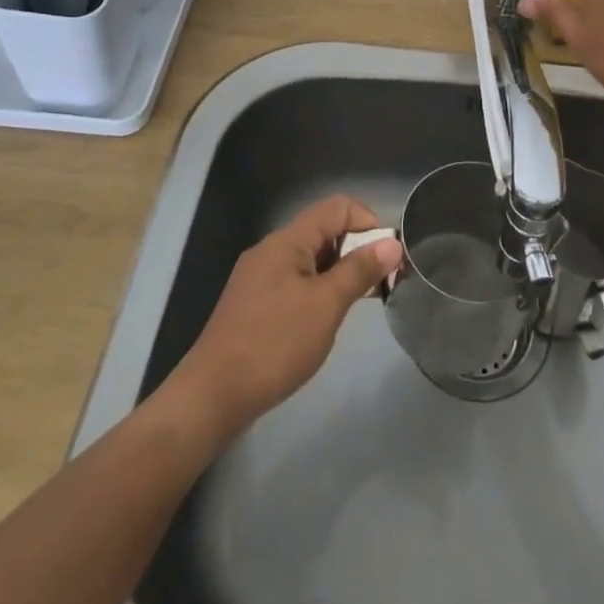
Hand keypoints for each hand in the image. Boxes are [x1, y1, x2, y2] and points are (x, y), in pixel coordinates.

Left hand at [168, 194, 401, 436]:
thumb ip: (360, 270)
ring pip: (310, 257)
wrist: (212, 396)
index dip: (368, 223)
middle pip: (324, 229)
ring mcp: (259, 276)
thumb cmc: (275, 344)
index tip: (387, 259)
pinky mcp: (253, 302)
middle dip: (357, 249)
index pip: (338, 207)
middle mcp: (271, 249)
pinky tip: (324, 319)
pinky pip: (295, 280)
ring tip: (357, 304)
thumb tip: (392, 242)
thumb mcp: (326, 305)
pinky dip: (318, 289)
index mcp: (287, 240)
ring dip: (339, 271)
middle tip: (380, 285)